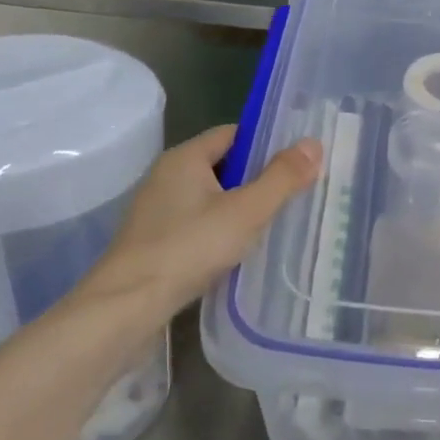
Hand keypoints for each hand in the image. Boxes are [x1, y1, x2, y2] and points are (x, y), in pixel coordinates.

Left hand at [53, 125, 320, 372]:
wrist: (126, 306)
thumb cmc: (189, 248)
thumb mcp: (246, 211)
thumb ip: (282, 177)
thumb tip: (313, 144)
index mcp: (184, 158)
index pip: (233, 133)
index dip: (267, 143)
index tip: (298, 161)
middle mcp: (166, 176)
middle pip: (223, 165)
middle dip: (257, 177)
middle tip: (295, 193)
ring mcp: (157, 210)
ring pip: (211, 197)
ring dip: (240, 207)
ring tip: (275, 223)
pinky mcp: (154, 241)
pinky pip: (198, 222)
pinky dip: (221, 229)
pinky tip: (240, 250)